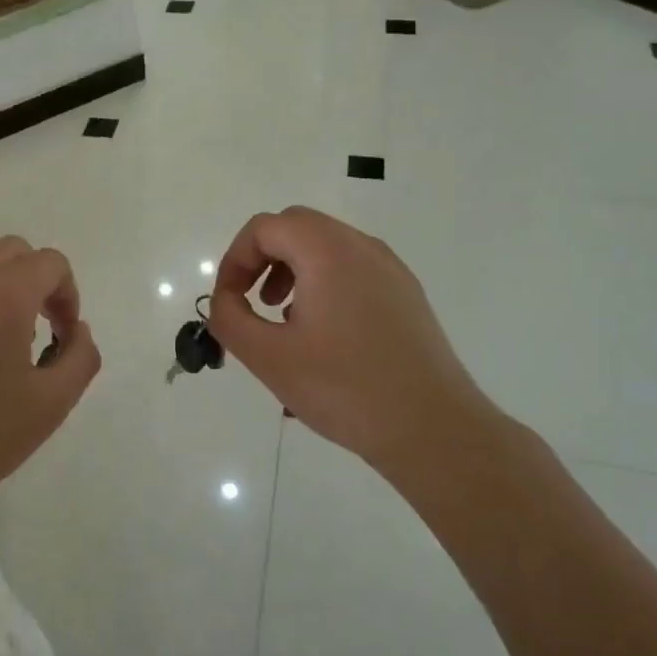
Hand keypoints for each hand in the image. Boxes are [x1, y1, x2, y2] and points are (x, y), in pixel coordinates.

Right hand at [208, 206, 501, 480]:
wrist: (432, 428)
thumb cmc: (344, 388)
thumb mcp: (269, 357)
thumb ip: (230, 319)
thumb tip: (224, 301)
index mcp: (327, 251)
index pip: (265, 227)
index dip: (235, 260)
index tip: (229, 301)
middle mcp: (361, 247)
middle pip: (296, 227)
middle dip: (263, 259)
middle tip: (252, 303)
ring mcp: (390, 269)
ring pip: (326, 247)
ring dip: (293, 271)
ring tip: (284, 321)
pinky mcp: (406, 294)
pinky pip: (352, 270)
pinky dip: (324, 284)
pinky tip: (324, 336)